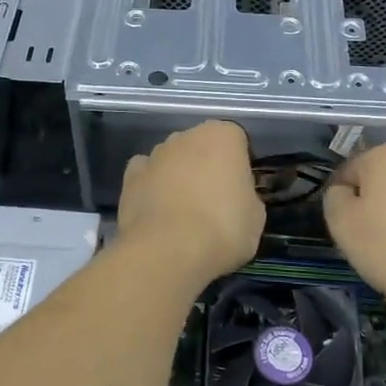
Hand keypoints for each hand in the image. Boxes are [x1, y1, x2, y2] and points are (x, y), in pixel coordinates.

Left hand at [117, 120, 263, 288]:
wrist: (167, 250)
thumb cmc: (223, 228)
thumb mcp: (256, 217)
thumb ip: (247, 196)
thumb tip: (236, 197)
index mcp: (222, 136)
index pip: (236, 140)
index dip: (239, 165)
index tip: (240, 190)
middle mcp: (186, 136)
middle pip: (201, 146)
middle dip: (206, 166)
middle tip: (214, 202)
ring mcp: (155, 153)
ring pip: (172, 159)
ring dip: (178, 176)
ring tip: (183, 213)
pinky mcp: (130, 175)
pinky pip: (146, 174)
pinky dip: (151, 186)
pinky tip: (157, 211)